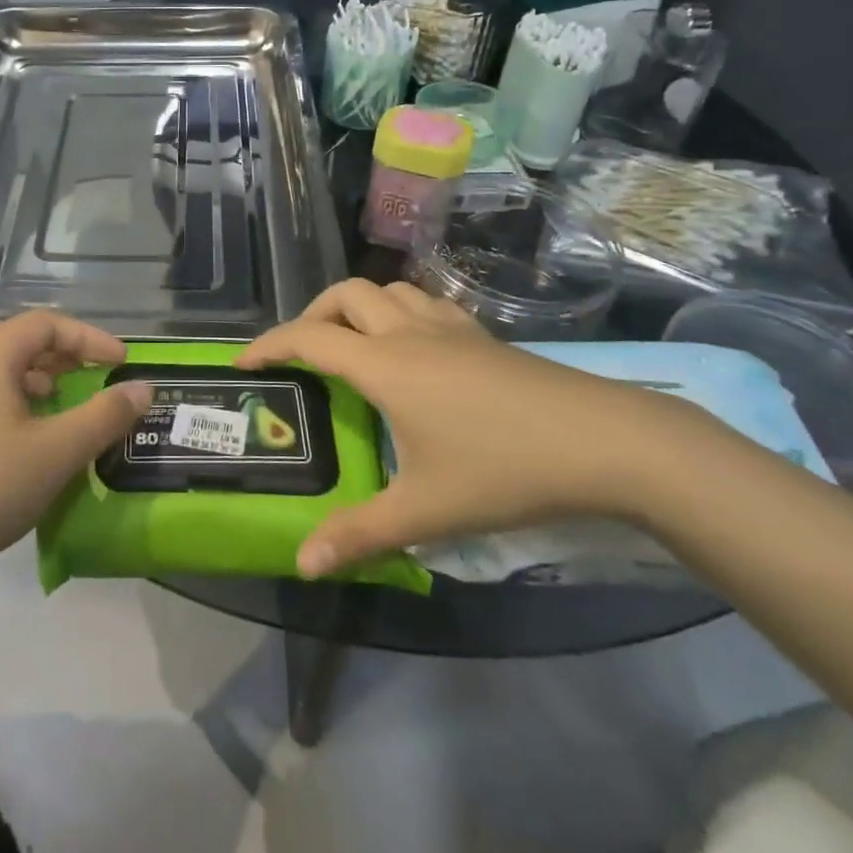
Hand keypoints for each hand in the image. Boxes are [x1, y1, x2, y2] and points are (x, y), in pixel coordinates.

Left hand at [0, 312, 150, 579]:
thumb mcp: (58, 451)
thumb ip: (105, 416)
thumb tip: (143, 388)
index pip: (46, 324)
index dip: (89, 338)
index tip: (121, 363)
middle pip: (13, 334)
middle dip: (55, 349)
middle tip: (83, 373)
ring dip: (31, 372)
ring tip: (58, 400)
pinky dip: (9, 395)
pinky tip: (25, 433)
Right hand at [236, 280, 703, 577]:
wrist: (608, 442)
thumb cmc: (506, 470)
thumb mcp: (427, 510)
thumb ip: (360, 534)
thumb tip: (303, 563)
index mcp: (384, 365)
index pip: (308, 338)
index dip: (269, 345)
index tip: (244, 363)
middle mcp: (410, 333)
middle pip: (345, 294)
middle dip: (310, 313)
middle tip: (301, 354)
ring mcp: (451, 328)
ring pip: (388, 290)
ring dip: (357, 307)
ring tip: (351, 346)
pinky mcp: (484, 335)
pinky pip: (424, 303)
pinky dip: (398, 311)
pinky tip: (412, 349)